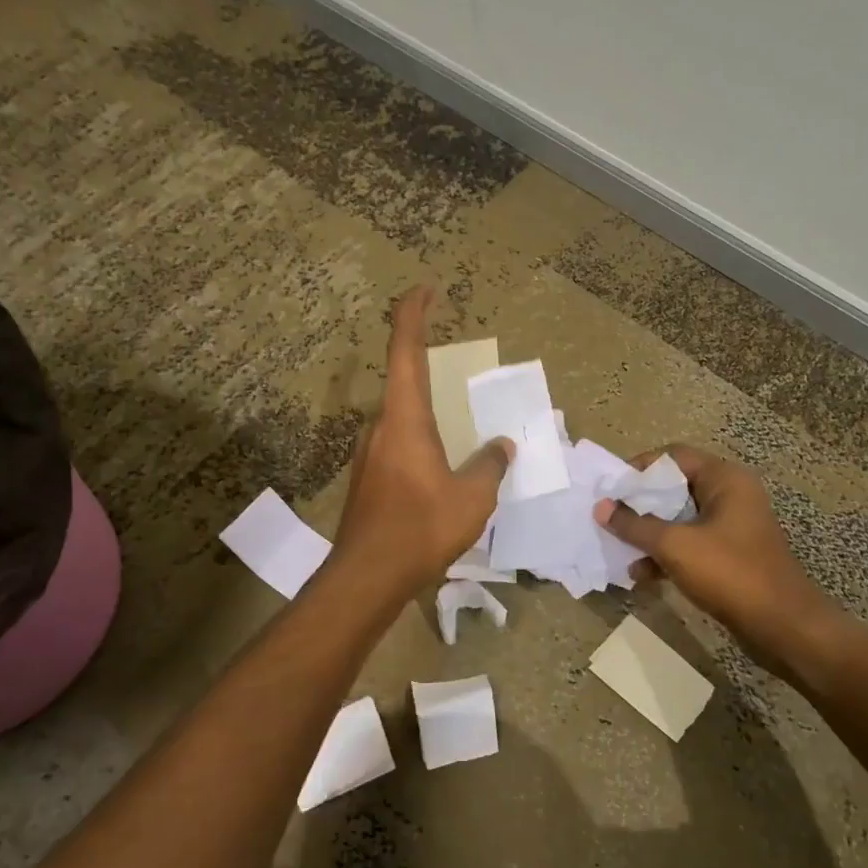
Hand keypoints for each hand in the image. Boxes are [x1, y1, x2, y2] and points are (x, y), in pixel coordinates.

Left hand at [329, 286, 512, 596]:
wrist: (367, 577)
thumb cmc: (421, 528)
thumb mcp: (472, 497)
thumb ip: (490, 465)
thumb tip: (501, 447)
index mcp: (404, 417)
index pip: (405, 349)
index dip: (413, 312)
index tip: (426, 289)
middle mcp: (380, 427)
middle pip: (403, 384)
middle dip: (430, 372)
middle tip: (462, 380)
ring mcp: (368, 455)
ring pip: (402, 421)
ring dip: (429, 417)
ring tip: (461, 437)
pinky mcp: (366, 480)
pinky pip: (398, 448)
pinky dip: (421, 446)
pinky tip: (440, 474)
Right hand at [595, 444, 843, 657]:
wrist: (783, 627)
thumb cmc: (730, 573)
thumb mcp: (675, 546)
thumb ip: (635, 525)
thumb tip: (601, 507)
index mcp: (725, 480)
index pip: (673, 456)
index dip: (639, 468)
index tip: (611, 489)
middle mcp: (730, 496)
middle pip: (675, 488)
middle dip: (640, 505)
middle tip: (609, 517)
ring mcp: (732, 527)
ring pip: (680, 519)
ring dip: (649, 533)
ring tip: (619, 550)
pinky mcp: (730, 555)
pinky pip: (690, 544)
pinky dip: (666, 554)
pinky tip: (642, 575)